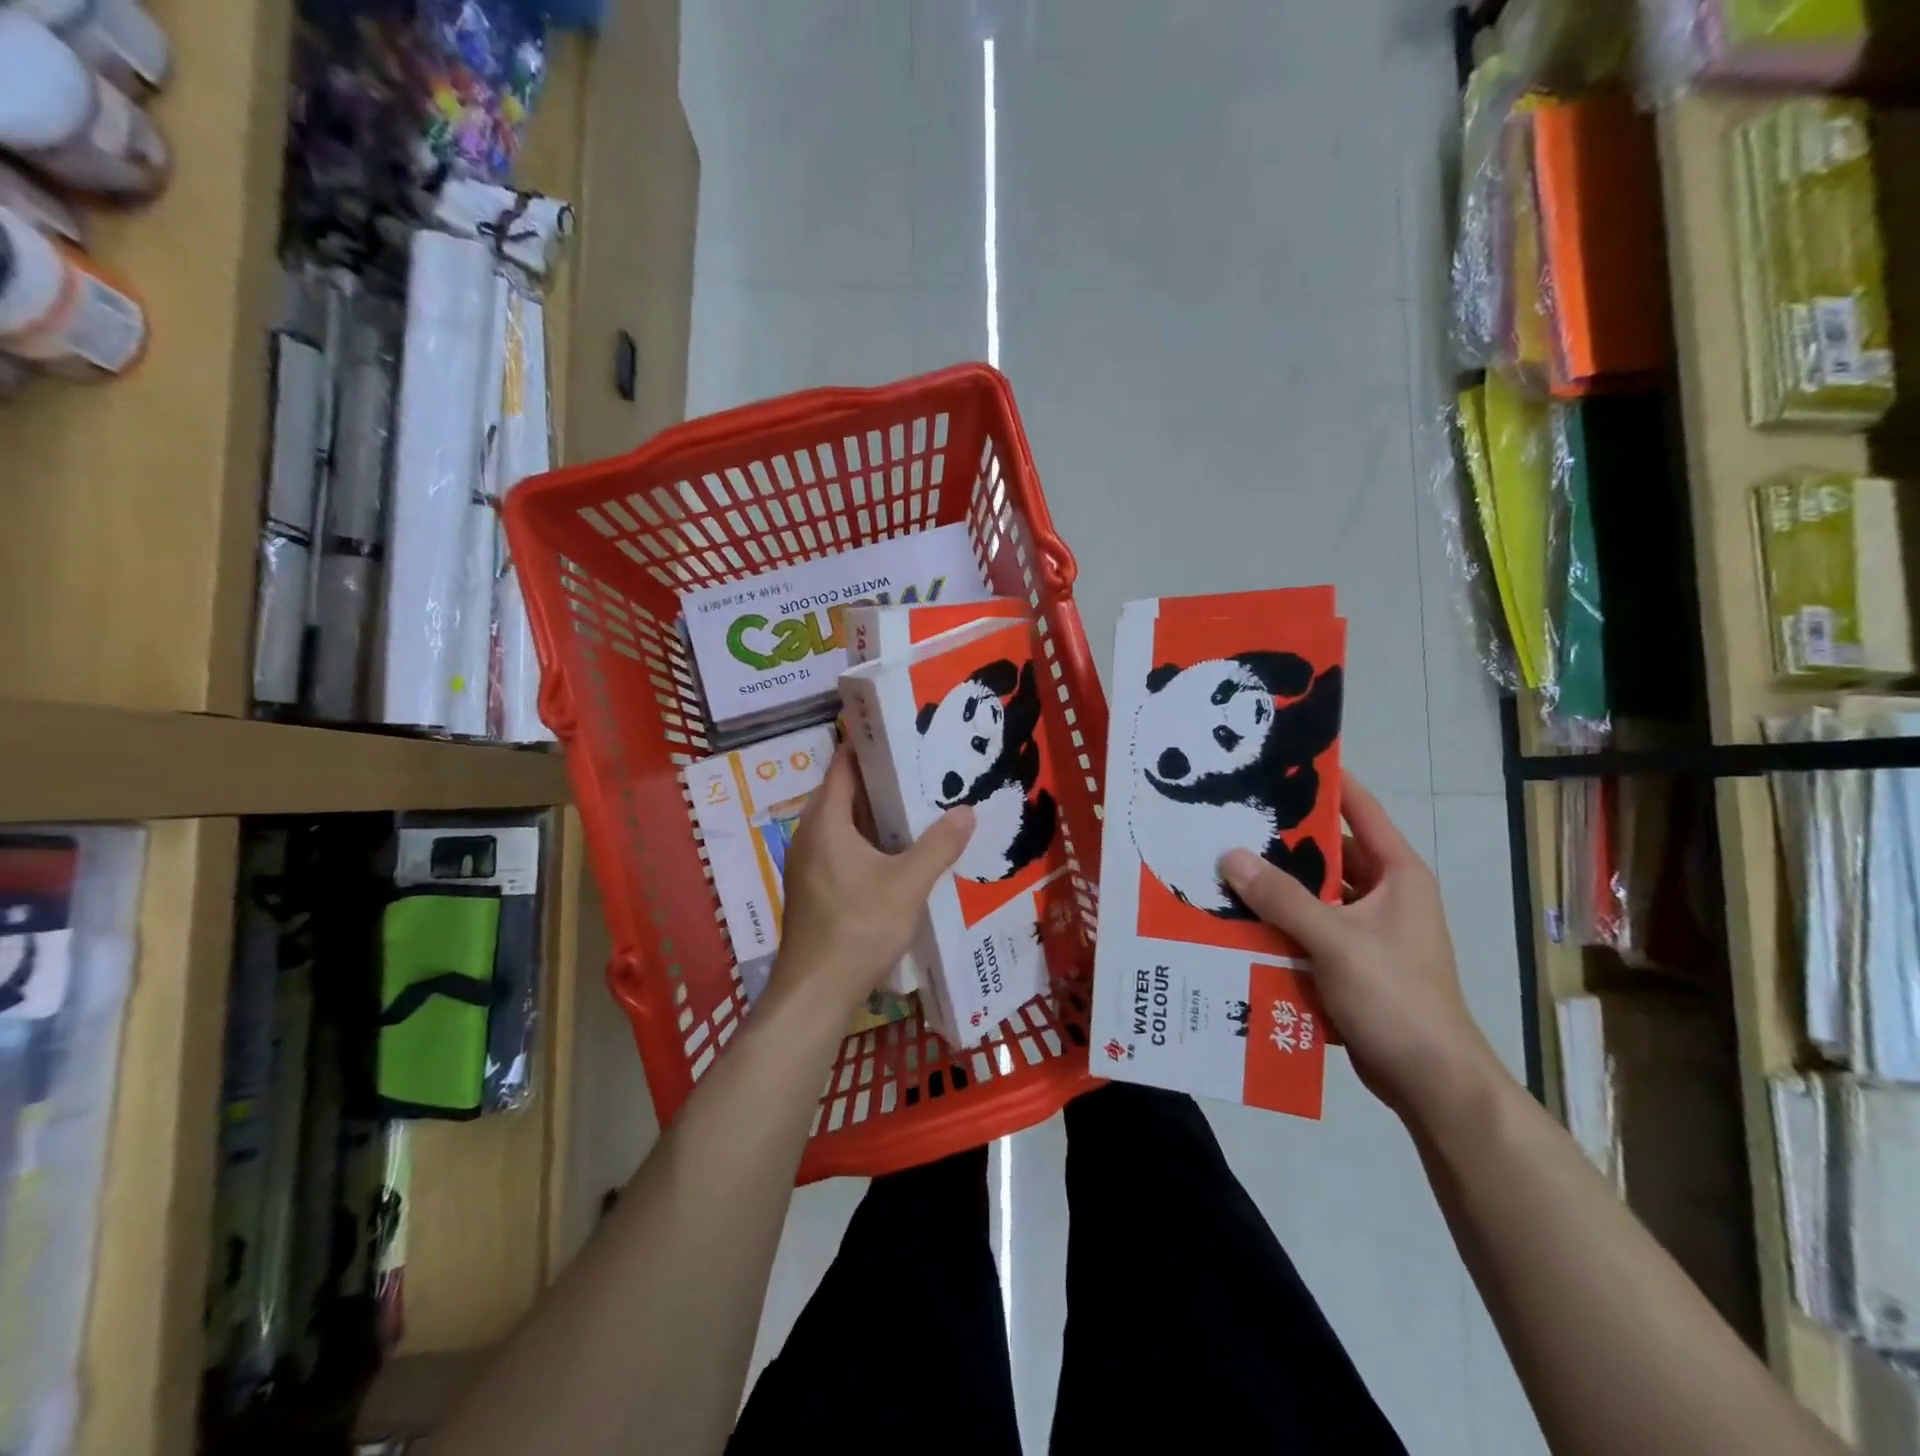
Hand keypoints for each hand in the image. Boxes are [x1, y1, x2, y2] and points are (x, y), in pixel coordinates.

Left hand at [773, 747, 974, 1013]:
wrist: (815, 991)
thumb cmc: (857, 927)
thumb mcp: (907, 884)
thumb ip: (938, 846)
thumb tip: (967, 811)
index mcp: (825, 821)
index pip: (844, 766)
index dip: (869, 745)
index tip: (901, 732)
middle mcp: (811, 835)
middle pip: (847, 794)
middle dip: (883, 781)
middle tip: (924, 768)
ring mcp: (810, 864)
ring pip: (847, 825)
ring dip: (879, 816)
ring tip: (921, 806)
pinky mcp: (816, 888)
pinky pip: (845, 849)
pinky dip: (871, 843)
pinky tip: (901, 853)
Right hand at [1219, 772, 1505, 1123]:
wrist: (1430, 1081)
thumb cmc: (1396, 996)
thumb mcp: (1336, 940)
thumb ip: (1282, 897)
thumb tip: (1230, 855)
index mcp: (1397, 875)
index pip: (1361, 811)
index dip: (1326, 783)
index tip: (1280, 760)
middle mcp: (1385, 895)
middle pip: (1328, 854)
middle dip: (1282, 842)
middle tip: (1230, 820)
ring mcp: (1368, 930)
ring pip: (1314, 894)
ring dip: (1275, 887)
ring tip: (1222, 867)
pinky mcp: (1351, 961)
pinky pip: (1308, 928)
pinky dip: (1278, 923)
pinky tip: (1236, 919)